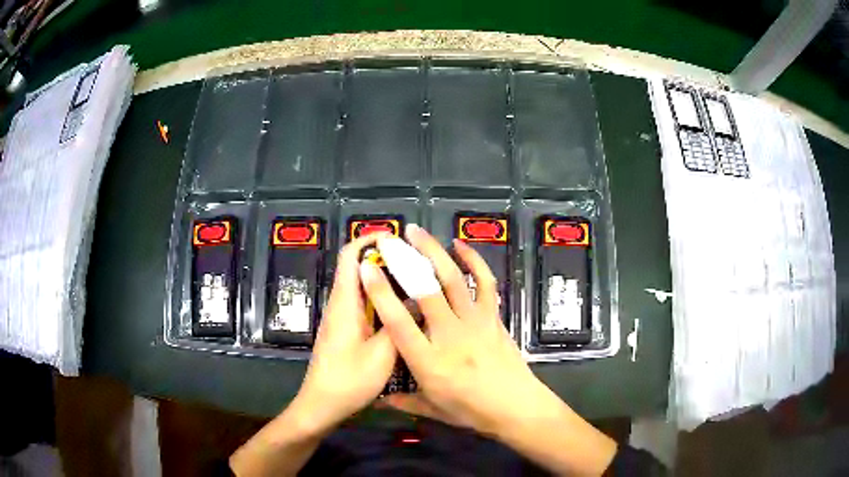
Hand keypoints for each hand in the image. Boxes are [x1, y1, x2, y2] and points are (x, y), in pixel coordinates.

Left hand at [231, 233, 396, 475]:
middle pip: (357, 268)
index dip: (369, 240)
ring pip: (362, 287)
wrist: (322, 405)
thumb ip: (400, 324)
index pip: (350, 256)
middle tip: (417, 263)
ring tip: (416, 283)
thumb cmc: (349, 380)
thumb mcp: (382, 354)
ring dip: (385, 280)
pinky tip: (402, 311)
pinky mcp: (345, 331)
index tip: (397, 239)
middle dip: (384, 258)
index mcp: (344, 303)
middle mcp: (340, 304)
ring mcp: (341, 318)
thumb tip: (418, 299)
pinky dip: (382, 299)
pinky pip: (363, 305)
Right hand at [361, 224, 547, 435]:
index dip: (381, 293)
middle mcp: (450, 336)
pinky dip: (474, 261)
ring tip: (416, 232)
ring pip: (453, 280)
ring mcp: (475, 322)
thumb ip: (404, 401)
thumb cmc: (472, 411)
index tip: (367, 269)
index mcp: (428, 361)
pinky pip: (485, 283)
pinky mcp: (493, 317)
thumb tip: (379, 400)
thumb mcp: (433, 409)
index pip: (399, 322)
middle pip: (426, 291)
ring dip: (434, 252)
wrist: (516, 407)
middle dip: (405, 260)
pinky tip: (460, 245)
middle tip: (389, 239)